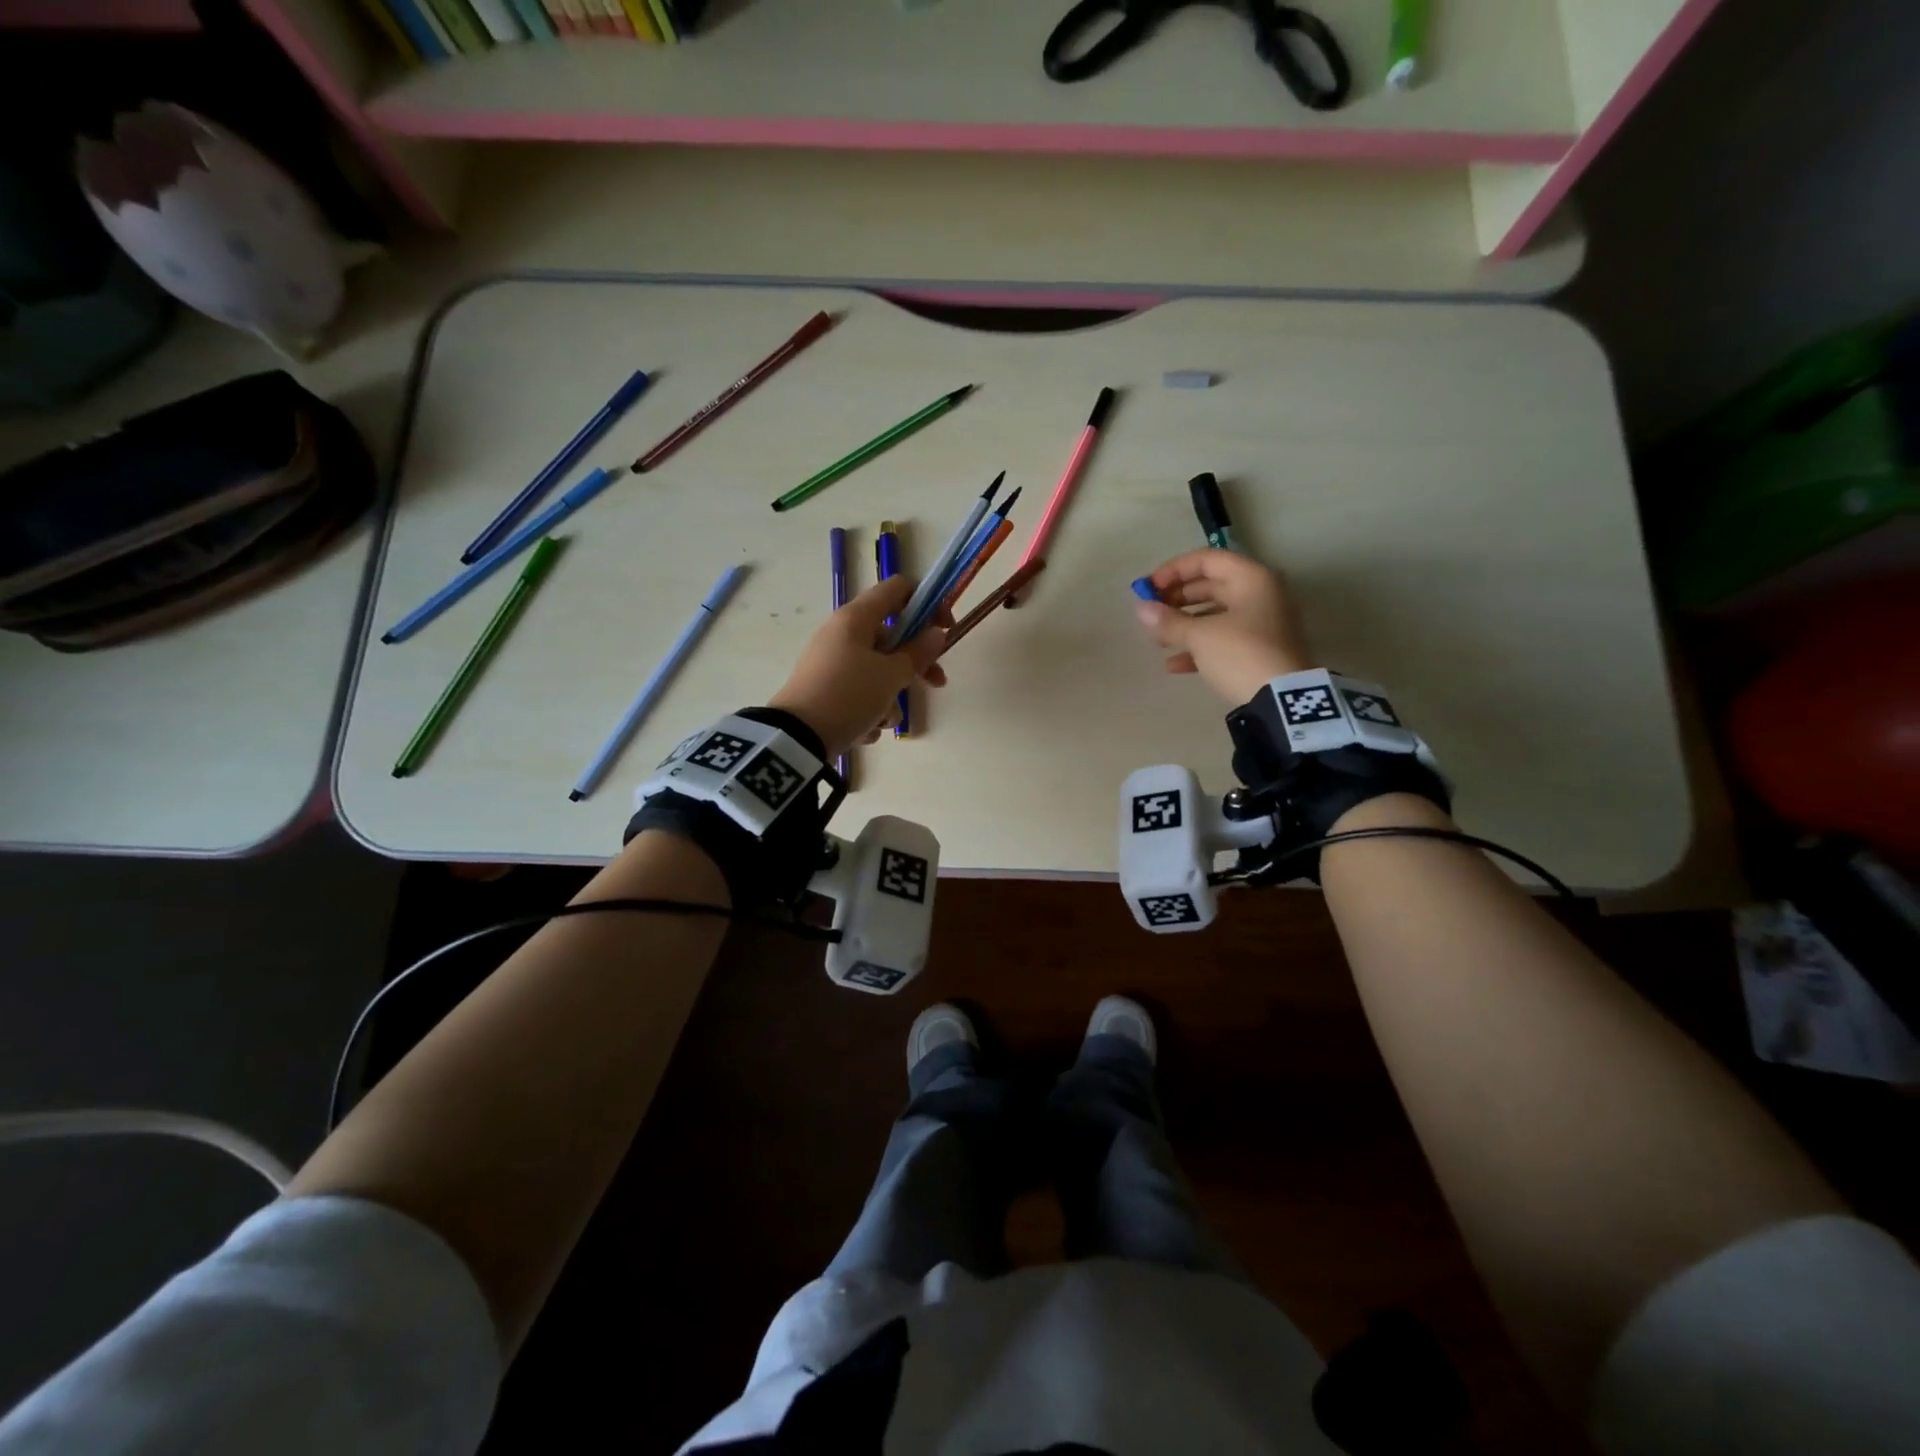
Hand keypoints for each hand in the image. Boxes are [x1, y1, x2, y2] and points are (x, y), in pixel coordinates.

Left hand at [768, 575, 948, 757]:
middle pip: (891, 638)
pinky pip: (859, 694)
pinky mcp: (825, 691)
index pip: (898, 589)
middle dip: (915, 664)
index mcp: (855, 618)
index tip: (945, 629)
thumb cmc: (849, 696)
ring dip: (889, 698)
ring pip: (877, 672)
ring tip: (883, 719)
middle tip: (936, 683)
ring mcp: (831, 663)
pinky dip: (867, 711)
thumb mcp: (890, 676)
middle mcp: (841, 634)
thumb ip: (918, 653)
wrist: (797, 738)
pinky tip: (863, 730)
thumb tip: (936, 634)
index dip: (927, 604)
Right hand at [1134, 549, 1314, 703]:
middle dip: (1176, 599)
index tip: (1148, 588)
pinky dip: (1199, 647)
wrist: (1282, 700)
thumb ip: (1168, 621)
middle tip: (1150, 613)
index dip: (1173, 571)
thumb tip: (1141, 609)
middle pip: (1211, 586)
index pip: (1207, 560)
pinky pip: (1223, 640)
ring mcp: (1262, 624)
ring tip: (1156, 640)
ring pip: (1215, 615)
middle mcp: (1260, 595)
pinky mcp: (1259, 651)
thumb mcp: (1200, 636)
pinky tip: (1173, 665)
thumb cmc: (1240, 654)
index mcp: (1251, 579)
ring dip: (1184, 624)